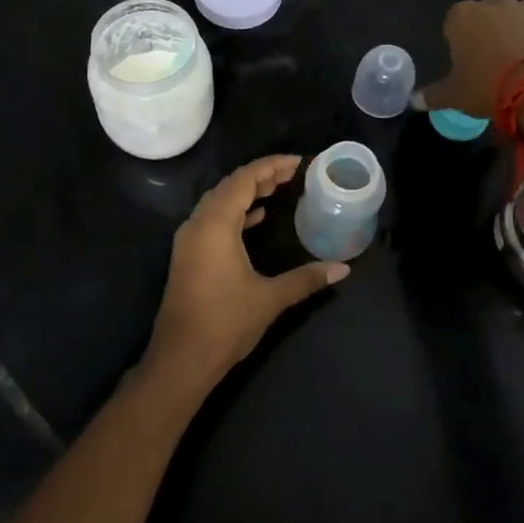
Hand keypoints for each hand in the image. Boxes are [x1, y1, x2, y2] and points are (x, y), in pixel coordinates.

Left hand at [142, 156, 348, 398]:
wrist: (180, 360)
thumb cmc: (225, 323)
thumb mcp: (270, 299)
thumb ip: (306, 278)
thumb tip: (343, 269)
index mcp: (215, 224)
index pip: (244, 180)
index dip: (271, 167)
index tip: (298, 162)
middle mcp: (198, 224)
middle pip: (230, 186)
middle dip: (261, 176)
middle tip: (292, 174)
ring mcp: (189, 240)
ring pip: (219, 202)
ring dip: (247, 192)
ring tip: (278, 189)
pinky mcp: (188, 255)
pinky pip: (213, 219)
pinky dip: (235, 212)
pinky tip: (256, 218)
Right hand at [414, 0, 523, 119]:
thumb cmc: (487, 88)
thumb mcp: (454, 96)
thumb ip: (432, 95)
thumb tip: (413, 101)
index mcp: (464, 16)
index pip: (454, 22)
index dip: (460, 41)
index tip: (466, 63)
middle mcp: (497, 3)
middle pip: (490, 15)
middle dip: (491, 32)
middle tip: (494, 64)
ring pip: (522, 18)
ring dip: (521, 34)